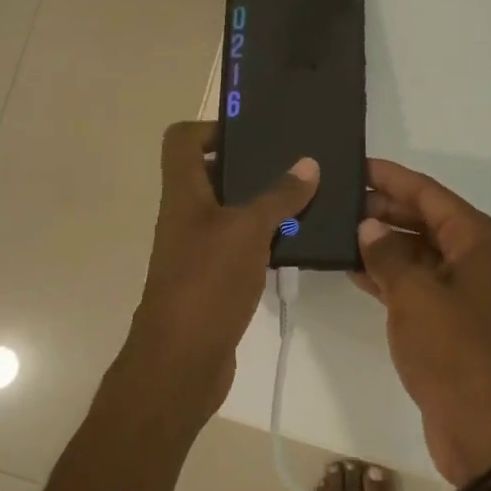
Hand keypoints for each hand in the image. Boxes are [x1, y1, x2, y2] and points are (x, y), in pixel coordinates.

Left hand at [123, 121, 317, 425]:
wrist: (181, 363)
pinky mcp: (214, 279)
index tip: (253, 134)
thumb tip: (309, 164)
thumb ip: (279, 196)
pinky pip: (242, 244)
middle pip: (212, 173)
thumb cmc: (206, 284)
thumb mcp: (248, 231)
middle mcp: (186, 215)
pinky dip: (266, 238)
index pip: (182, 140)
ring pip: (232, 210)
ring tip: (308, 197)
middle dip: (252, 165)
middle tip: (296, 163)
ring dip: (265, 203)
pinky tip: (298, 241)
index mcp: (183, 194)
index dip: (211, 127)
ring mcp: (199, 249)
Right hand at [353, 159, 490, 484]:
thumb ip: (387, 254)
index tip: (355, 164)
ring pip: (414, 250)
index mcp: (476, 238)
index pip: (428, 193)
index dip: (391, 177)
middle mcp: (472, 256)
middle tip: (336, 197)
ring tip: (335, 227)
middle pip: (422, 218)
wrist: (483, 428)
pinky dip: (385, 273)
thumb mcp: (415, 295)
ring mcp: (459, 288)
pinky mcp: (445, 318)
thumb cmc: (453, 350)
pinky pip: (411, 281)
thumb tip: (368, 226)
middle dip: (382, 208)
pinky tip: (350, 266)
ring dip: (380, 241)